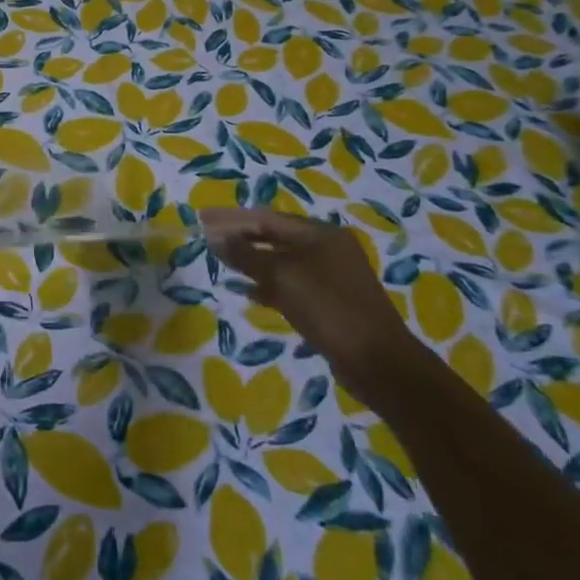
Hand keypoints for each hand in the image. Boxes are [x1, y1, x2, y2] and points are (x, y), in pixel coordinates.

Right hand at [198, 207, 427, 402]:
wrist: (378, 362)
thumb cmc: (329, 309)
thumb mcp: (282, 277)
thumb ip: (246, 255)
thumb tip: (215, 237)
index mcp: (320, 233)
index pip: (266, 218)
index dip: (231, 218)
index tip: (202, 217)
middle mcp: (327, 248)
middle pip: (274, 235)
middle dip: (240, 235)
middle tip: (206, 235)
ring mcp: (330, 275)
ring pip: (281, 260)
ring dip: (251, 259)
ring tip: (222, 261)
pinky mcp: (329, 301)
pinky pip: (290, 283)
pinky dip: (267, 283)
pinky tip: (248, 291)